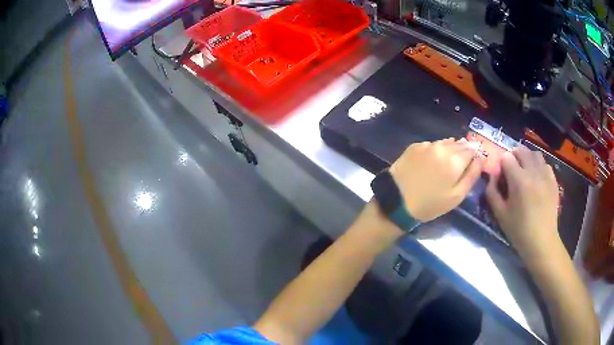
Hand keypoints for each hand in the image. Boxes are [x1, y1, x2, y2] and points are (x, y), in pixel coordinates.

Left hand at [389, 138, 483, 221]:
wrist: (396, 201)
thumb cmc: (430, 203)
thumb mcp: (456, 196)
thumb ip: (471, 175)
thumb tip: (481, 158)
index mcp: (455, 159)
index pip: (472, 149)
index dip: (475, 154)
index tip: (475, 161)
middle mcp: (442, 147)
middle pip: (459, 144)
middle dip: (464, 150)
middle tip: (462, 163)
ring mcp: (427, 145)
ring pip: (445, 143)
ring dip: (451, 149)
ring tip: (449, 162)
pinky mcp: (414, 146)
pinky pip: (431, 145)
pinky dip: (436, 150)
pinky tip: (433, 161)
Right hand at [486, 146, 560, 259]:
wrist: (541, 241)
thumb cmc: (519, 230)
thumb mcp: (499, 214)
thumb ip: (492, 192)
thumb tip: (493, 176)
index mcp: (519, 180)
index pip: (507, 157)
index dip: (501, 164)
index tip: (502, 176)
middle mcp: (533, 172)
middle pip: (521, 150)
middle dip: (513, 156)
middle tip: (511, 170)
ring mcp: (545, 175)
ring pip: (535, 154)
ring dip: (527, 158)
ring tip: (525, 170)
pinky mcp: (553, 180)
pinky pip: (545, 164)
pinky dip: (538, 166)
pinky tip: (536, 178)